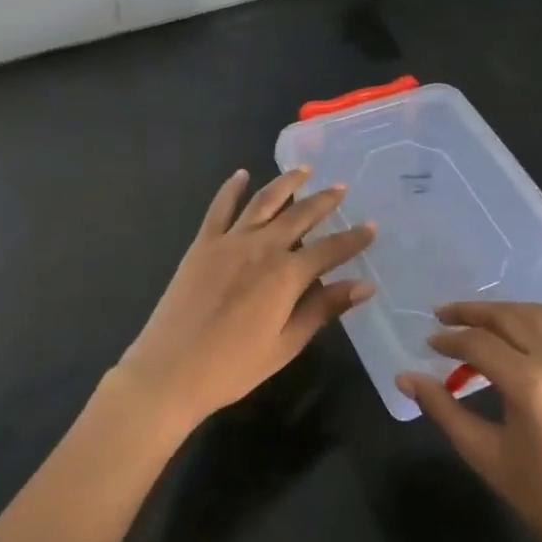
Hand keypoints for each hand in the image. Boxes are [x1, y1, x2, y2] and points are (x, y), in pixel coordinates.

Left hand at [113, 166, 375, 432]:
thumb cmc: (233, 367)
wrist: (170, 371)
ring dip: (286, 183)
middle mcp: (262, 248)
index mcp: (286, 275)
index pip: (330, 249)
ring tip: (303, 170)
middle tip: (341, 187)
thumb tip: (364, 285)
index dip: (354, 238)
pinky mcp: (202, 245)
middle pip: (300, 216)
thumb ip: (323, 309)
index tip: (372, 227)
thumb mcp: (286, 344)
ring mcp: (229, 242)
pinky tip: (241, 175)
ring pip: (264, 202)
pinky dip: (232, 189)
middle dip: (324, 201)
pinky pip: (220, 208)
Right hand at [401, 302, 541, 541]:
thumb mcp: (485, 454)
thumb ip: (443, 409)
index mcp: (532, 385)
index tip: (430, 342)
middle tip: (445, 314)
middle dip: (474, 312)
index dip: (449, 339)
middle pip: (512, 316)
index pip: (480, 344)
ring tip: (482, 322)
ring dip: (508, 314)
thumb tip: (405, 378)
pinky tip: (527, 343)